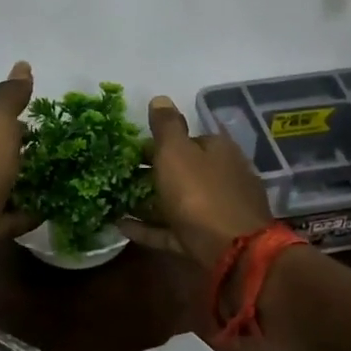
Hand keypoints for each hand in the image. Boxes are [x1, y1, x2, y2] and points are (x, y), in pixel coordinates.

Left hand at [0, 62, 36, 255]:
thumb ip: (8, 98)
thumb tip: (23, 65)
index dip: (6, 127)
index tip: (38, 130)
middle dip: (16, 158)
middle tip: (53, 155)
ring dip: (21, 187)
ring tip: (57, 181)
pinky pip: (3, 220)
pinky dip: (23, 215)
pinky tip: (49, 210)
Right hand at [118, 96, 274, 267]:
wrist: (234, 252)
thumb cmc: (201, 194)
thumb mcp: (177, 153)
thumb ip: (167, 126)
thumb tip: (160, 98)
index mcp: (219, 150)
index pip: (190, 139)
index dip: (160, 143)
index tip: (132, 150)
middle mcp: (224, 177)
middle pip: (185, 172)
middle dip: (155, 173)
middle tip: (121, 176)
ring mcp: (218, 212)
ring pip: (179, 202)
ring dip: (150, 202)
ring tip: (116, 201)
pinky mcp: (209, 241)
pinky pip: (174, 230)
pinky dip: (150, 228)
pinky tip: (123, 228)